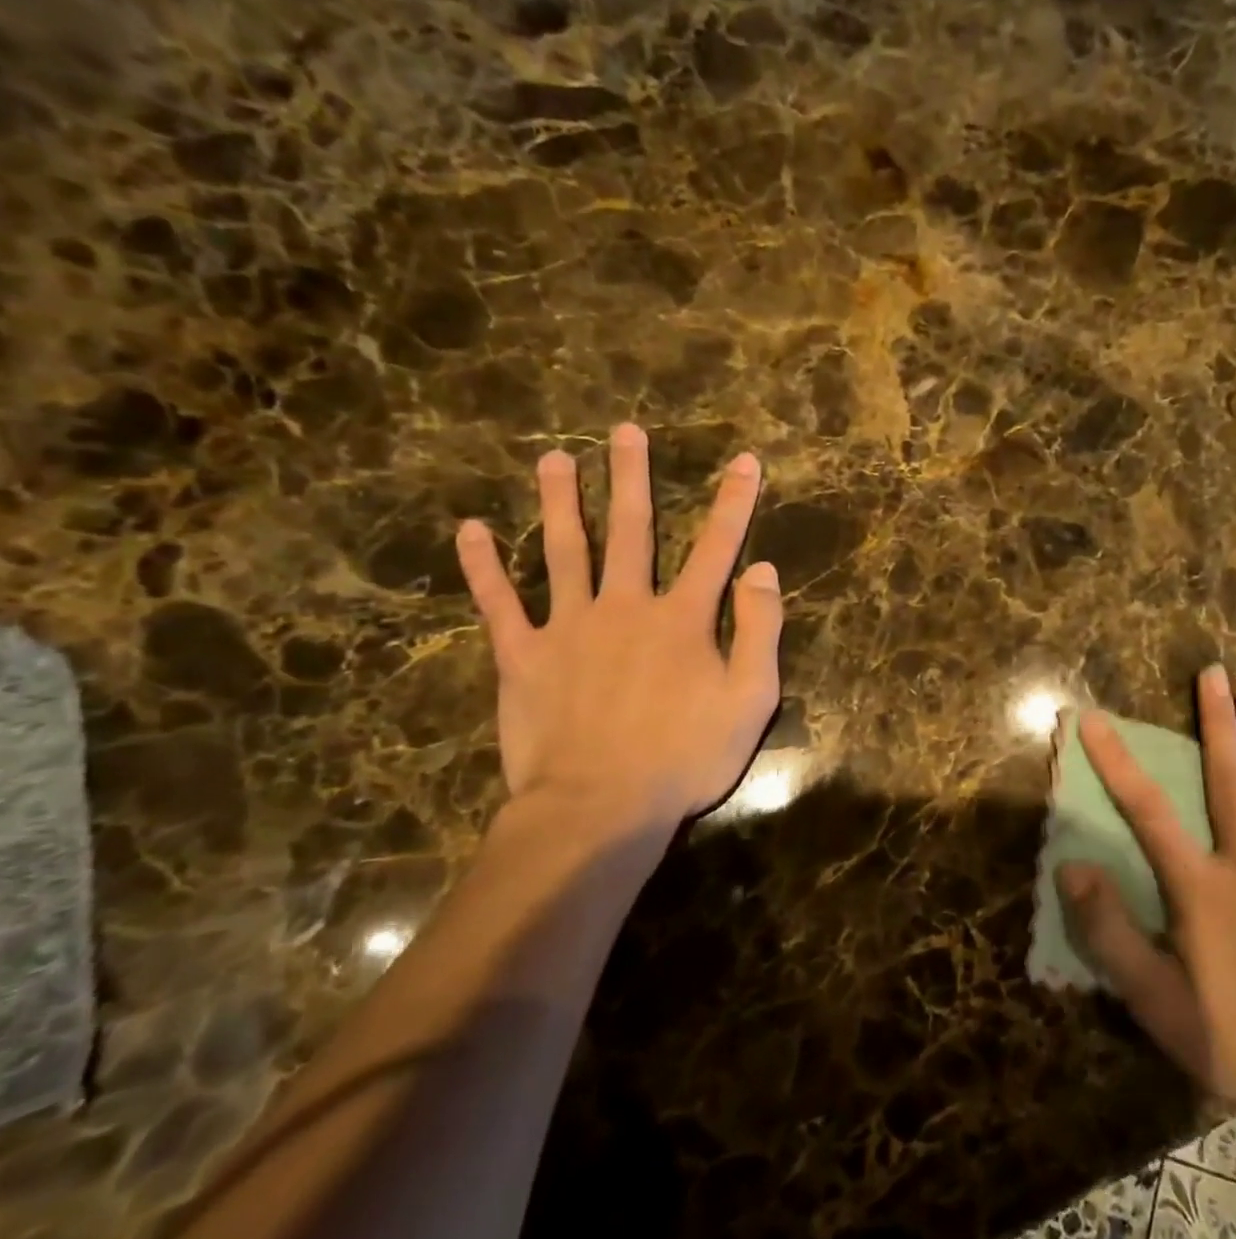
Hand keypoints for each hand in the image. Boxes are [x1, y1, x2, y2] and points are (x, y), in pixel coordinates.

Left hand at [454, 423, 782, 844]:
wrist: (601, 807)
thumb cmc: (686, 757)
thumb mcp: (751, 699)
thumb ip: (759, 630)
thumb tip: (761, 569)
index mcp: (683, 618)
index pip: (716, 546)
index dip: (733, 502)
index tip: (744, 460)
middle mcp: (626, 606)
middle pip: (632, 530)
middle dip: (632, 478)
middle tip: (624, 431)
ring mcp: (569, 627)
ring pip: (565, 550)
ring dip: (561, 502)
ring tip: (554, 459)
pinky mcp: (523, 657)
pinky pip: (499, 603)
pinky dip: (483, 566)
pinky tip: (471, 530)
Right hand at [1059, 666, 1235, 1137]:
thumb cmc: (1232, 1039)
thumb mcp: (1155, 1000)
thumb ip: (1110, 933)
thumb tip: (1070, 869)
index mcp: (1200, 887)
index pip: (1147, 810)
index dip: (1116, 761)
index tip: (1093, 718)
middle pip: (1227, 778)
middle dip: (1216, 721)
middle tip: (1213, 671)